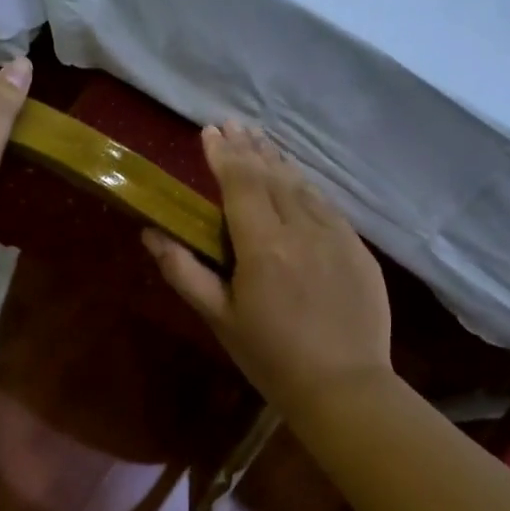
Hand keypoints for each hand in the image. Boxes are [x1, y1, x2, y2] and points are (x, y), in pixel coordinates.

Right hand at [143, 122, 392, 417]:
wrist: (345, 386)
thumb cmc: (271, 357)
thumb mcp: (219, 318)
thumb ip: (184, 271)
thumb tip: (152, 233)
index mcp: (264, 246)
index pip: (240, 185)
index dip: (224, 156)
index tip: (209, 132)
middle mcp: (302, 229)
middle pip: (272, 176)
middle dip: (249, 148)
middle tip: (231, 124)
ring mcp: (337, 236)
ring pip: (303, 186)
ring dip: (278, 161)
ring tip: (259, 141)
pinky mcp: (358, 249)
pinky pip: (326, 205)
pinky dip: (305, 186)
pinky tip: (296, 182)